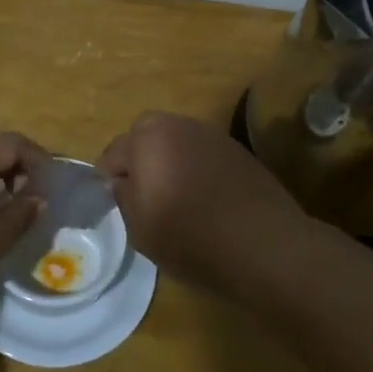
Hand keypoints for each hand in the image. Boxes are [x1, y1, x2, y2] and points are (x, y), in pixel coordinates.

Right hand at [99, 112, 309, 291]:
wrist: (264, 245)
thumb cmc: (191, 238)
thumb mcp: (140, 228)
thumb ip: (123, 196)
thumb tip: (121, 180)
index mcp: (147, 140)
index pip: (114, 151)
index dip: (108, 176)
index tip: (112, 198)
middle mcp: (178, 126)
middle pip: (146, 133)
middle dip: (138, 155)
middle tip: (142, 190)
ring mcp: (211, 135)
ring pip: (176, 138)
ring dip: (168, 157)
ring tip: (174, 193)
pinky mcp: (237, 150)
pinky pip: (202, 151)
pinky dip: (195, 165)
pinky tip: (203, 195)